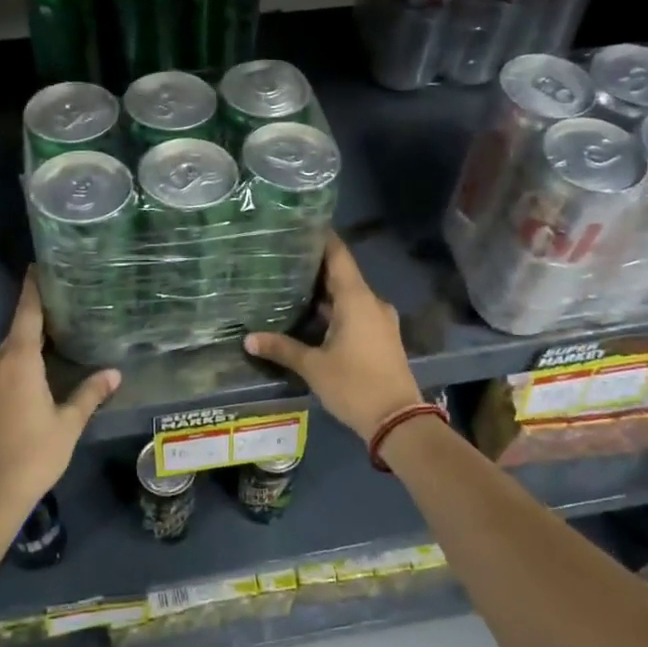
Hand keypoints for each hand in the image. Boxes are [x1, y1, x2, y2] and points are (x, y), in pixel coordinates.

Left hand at [0, 273, 120, 521]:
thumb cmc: (33, 454)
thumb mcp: (68, 424)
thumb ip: (90, 394)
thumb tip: (115, 373)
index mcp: (18, 362)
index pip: (26, 314)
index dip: (33, 290)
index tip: (37, 267)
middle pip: (16, 333)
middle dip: (36, 320)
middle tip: (62, 310)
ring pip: (7, 355)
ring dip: (26, 347)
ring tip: (53, 343)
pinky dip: (15, 367)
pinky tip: (33, 379)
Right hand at [244, 234, 421, 442]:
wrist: (399, 421)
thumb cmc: (354, 385)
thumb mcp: (313, 367)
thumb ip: (282, 348)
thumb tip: (248, 339)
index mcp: (356, 299)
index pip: (338, 255)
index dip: (321, 238)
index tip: (299, 226)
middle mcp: (371, 302)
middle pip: (342, 274)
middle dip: (315, 267)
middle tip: (284, 258)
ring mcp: (380, 320)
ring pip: (349, 295)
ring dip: (325, 291)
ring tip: (292, 285)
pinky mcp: (381, 336)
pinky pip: (356, 312)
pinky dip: (336, 309)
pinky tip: (313, 315)